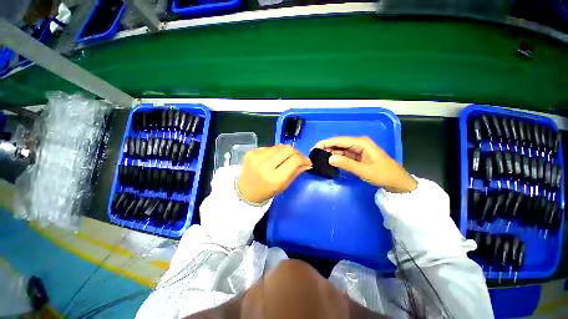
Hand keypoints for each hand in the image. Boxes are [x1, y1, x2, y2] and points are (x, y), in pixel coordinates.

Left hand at [238, 145, 311, 203]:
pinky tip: (273, 159)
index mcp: (274, 178)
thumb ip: (296, 172)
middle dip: (296, 152)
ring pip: (279, 146)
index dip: (304, 158)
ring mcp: (256, 156)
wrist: (245, 192)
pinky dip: (275, 152)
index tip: (307, 161)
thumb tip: (307, 163)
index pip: (294, 160)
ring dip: (286, 151)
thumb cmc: (266, 192)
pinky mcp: (251, 152)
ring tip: (285, 159)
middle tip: (298, 158)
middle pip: (287, 149)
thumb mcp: (283, 186)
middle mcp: (264, 165)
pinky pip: (269, 147)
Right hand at [315, 136, 416, 192]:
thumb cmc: (383, 174)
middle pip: (338, 143)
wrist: (397, 182)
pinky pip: (344, 155)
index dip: (325, 143)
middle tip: (314, 154)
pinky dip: (337, 157)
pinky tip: (329, 160)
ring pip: (340, 149)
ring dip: (330, 152)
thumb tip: (329, 159)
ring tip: (319, 157)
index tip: (314, 148)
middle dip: (326, 147)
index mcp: (361, 142)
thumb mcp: (364, 170)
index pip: (339, 140)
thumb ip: (346, 164)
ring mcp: (358, 150)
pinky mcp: (358, 156)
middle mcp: (358, 143)